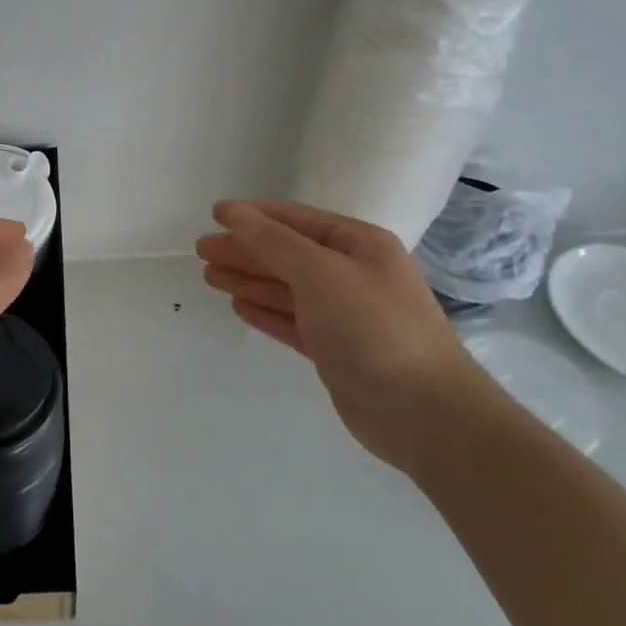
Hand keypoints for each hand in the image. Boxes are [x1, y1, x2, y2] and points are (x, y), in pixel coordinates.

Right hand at [196, 200, 479, 474]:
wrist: (424, 413)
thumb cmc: (373, 327)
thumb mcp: (321, 272)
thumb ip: (273, 241)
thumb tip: (232, 212)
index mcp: (358, 245)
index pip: (296, 220)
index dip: (254, 215)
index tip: (214, 214)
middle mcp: (352, 274)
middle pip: (287, 254)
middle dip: (245, 250)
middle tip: (201, 250)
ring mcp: (345, 315)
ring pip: (286, 289)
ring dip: (249, 279)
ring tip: (208, 275)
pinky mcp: (336, 351)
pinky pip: (292, 321)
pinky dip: (265, 311)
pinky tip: (238, 305)